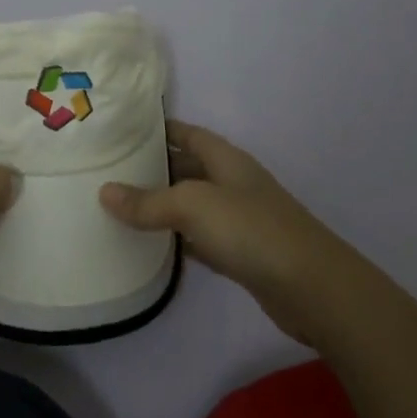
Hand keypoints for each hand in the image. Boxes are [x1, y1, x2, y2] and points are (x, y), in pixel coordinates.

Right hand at [100, 120, 337, 338]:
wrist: (312, 288)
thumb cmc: (251, 230)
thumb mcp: (192, 206)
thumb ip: (148, 201)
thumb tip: (104, 192)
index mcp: (225, 159)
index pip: (187, 133)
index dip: (158, 129)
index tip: (121, 131)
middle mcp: (232, 183)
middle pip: (187, 167)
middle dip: (153, 168)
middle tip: (109, 171)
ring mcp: (238, 219)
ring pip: (191, 204)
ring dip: (162, 205)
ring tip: (119, 206)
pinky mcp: (240, 253)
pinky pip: (199, 238)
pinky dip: (177, 239)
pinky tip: (151, 246)